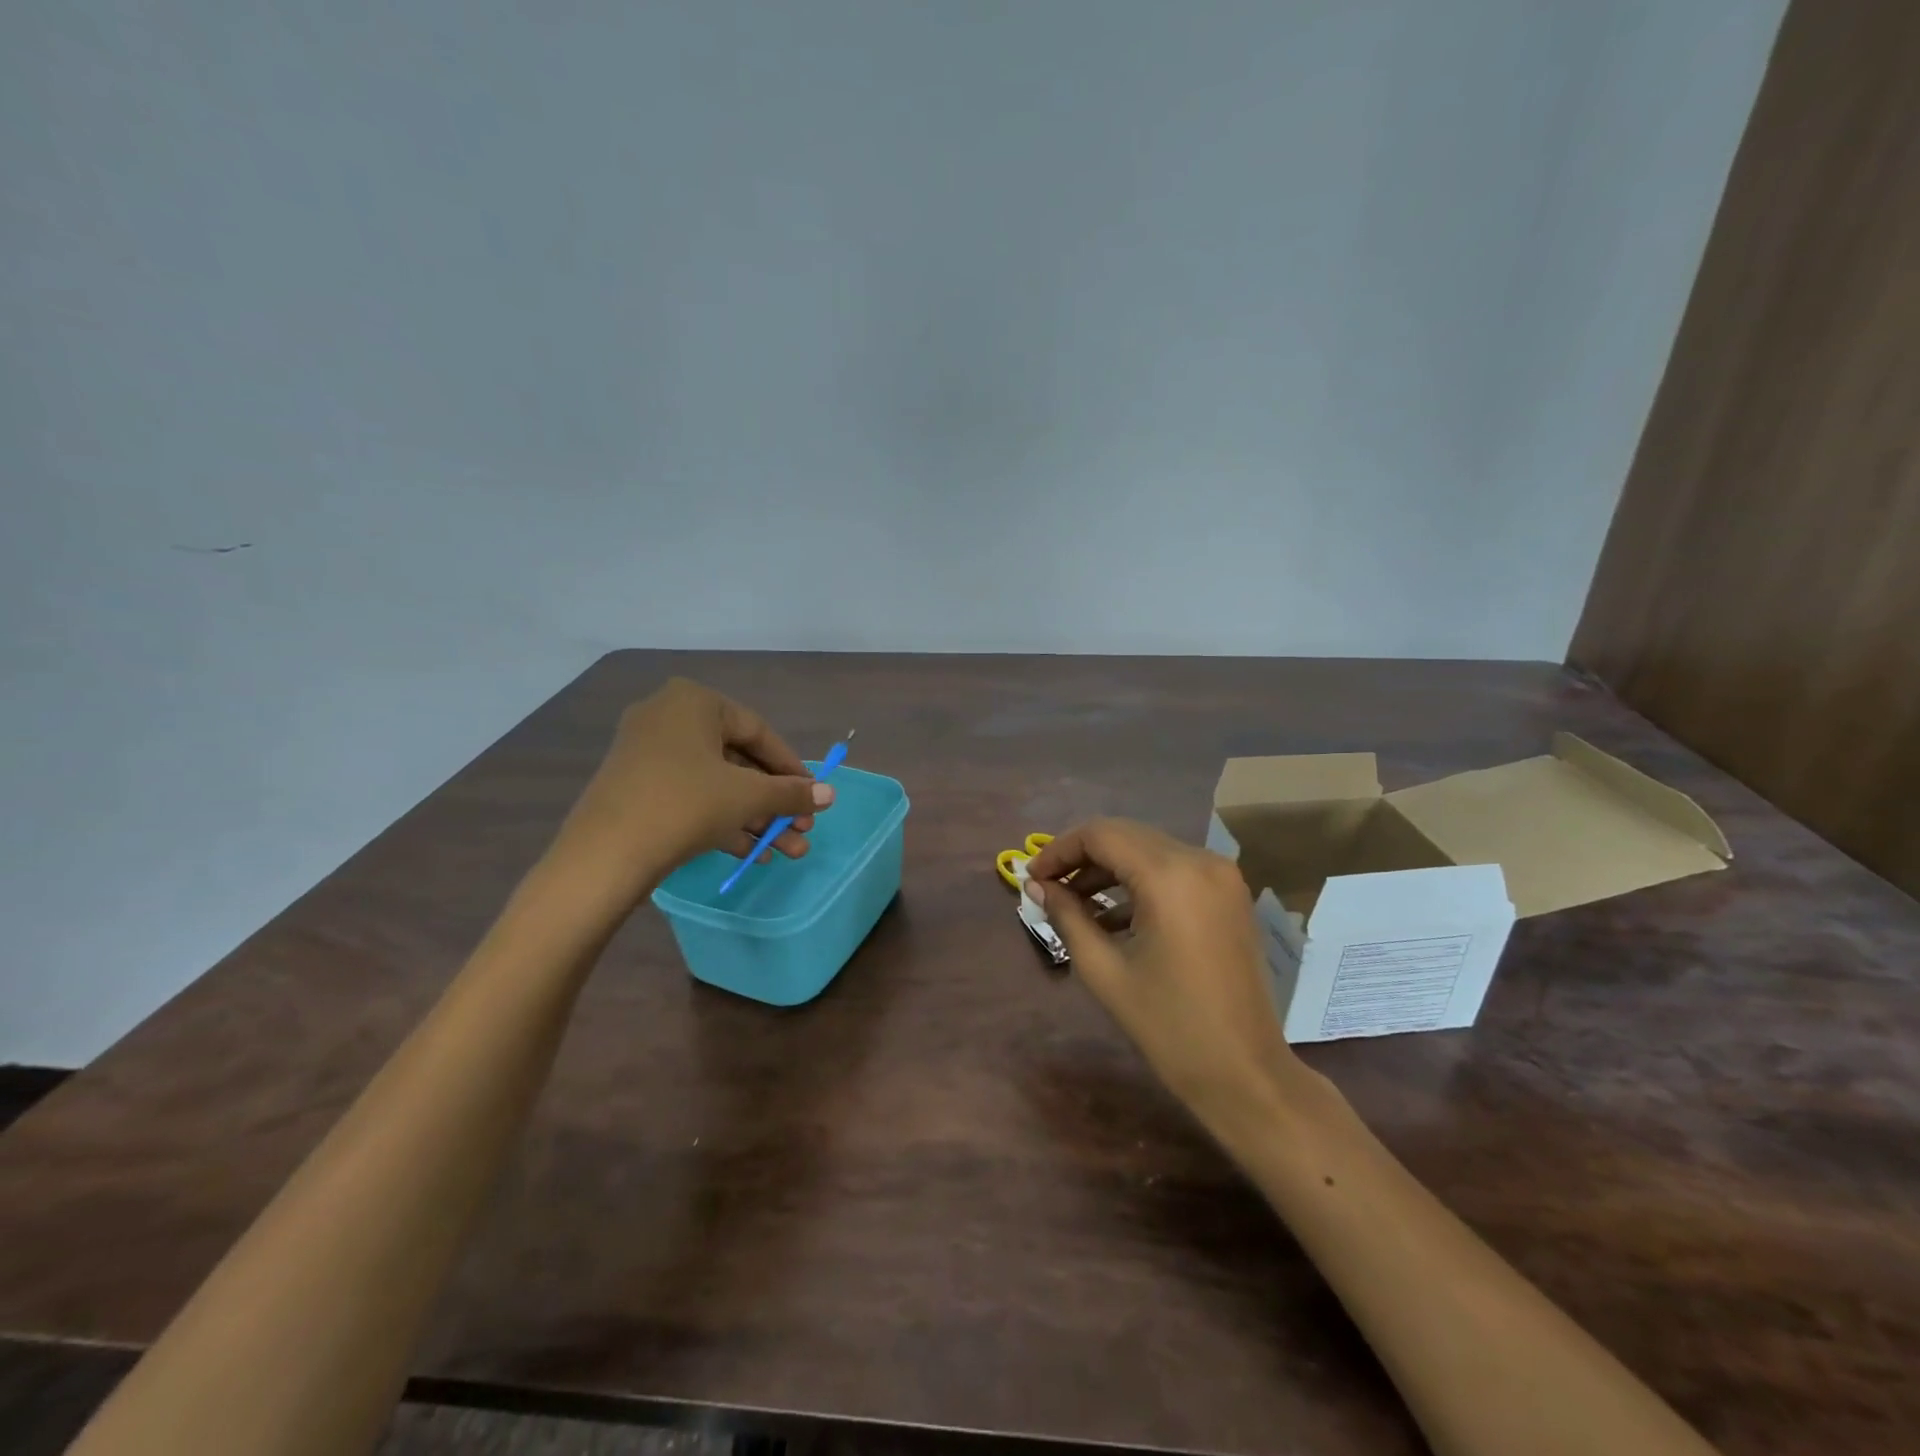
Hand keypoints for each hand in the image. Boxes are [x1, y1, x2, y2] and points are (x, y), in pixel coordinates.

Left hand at [548, 678, 833, 905]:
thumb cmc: (686, 804)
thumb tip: (831, 795)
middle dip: (774, 801)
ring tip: (786, 851)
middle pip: (739, 761)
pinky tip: (752, 854)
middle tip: (801, 829)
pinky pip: (691, 796)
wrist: (605, 854)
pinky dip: (722, 820)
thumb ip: (792, 792)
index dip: (792, 769)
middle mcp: (668, 716)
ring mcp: (648, 752)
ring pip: (717, 783)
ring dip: (755, 817)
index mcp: (694, 701)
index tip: (813, 797)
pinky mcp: (636, 786)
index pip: (759, 732)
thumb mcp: (748, 796)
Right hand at [1025, 819, 1307, 1122]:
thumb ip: (1066, 916)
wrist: (1245, 1073)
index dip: (1059, 850)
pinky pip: (1173, 870)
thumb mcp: (1104, 970)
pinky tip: (1111, 917)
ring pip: (1148, 850)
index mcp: (1170, 875)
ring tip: (1073, 903)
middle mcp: (1200, 860)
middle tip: (1047, 886)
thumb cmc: (1168, 1026)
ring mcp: (1221, 875)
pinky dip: (1139, 883)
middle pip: (1125, 835)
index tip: (1032, 877)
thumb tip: (1035, 885)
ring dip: (1109, 869)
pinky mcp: (1229, 894)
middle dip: (1081, 856)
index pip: (1100, 835)